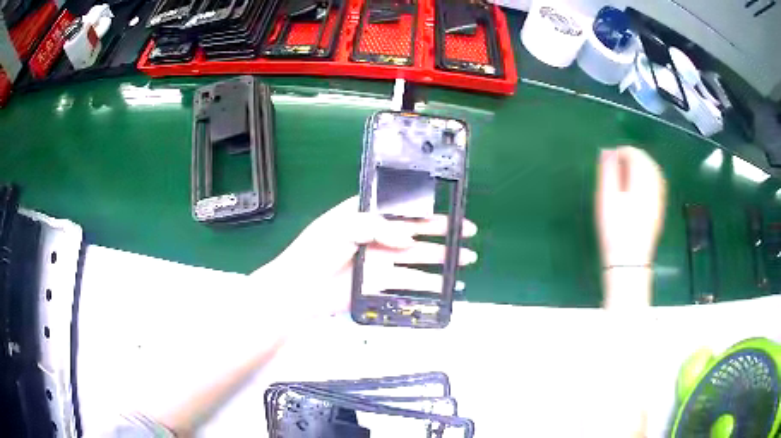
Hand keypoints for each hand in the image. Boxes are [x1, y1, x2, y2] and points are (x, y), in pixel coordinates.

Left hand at [252, 196, 477, 317]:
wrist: (299, 291)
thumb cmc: (315, 253)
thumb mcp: (341, 228)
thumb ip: (375, 226)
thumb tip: (409, 238)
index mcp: (366, 214)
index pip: (401, 205)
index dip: (425, 205)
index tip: (449, 205)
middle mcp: (378, 234)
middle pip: (417, 229)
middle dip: (444, 230)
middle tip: (469, 231)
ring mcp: (382, 260)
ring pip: (420, 256)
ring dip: (444, 257)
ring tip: (468, 258)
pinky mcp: (382, 283)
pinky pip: (411, 281)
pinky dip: (431, 284)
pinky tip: (449, 285)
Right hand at [596, 147, 666, 267]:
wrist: (630, 262)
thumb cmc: (615, 229)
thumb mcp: (606, 198)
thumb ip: (607, 170)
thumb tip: (607, 150)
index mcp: (641, 179)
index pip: (634, 154)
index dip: (620, 152)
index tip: (608, 162)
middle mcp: (654, 185)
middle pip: (646, 160)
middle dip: (631, 158)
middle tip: (615, 168)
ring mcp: (659, 197)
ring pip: (653, 171)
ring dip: (640, 167)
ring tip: (625, 176)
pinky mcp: (659, 208)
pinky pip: (657, 183)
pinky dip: (647, 178)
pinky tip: (637, 187)